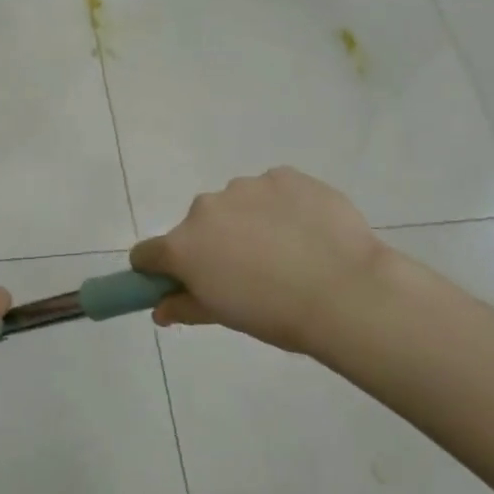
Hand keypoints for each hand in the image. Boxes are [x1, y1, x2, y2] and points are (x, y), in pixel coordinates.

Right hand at [130, 168, 392, 355]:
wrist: (346, 292)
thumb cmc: (276, 315)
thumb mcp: (224, 317)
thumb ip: (185, 307)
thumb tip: (160, 309)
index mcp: (183, 247)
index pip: (147, 254)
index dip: (157, 269)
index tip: (179, 282)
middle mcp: (205, 209)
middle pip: (196, 226)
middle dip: (212, 244)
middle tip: (248, 271)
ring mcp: (246, 187)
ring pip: (235, 204)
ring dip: (247, 221)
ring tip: (286, 250)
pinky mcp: (284, 175)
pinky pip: (272, 190)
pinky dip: (281, 206)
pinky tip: (307, 231)